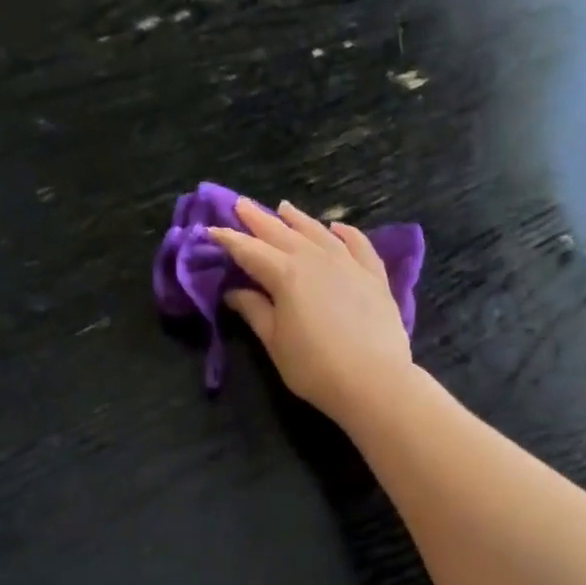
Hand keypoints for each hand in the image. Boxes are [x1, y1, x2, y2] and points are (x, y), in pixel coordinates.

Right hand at [209, 197, 414, 424]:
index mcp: (285, 275)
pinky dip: (346, 232)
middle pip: (282, 233)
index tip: (211, 230)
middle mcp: (315, 259)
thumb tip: (234, 292)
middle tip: (241, 204)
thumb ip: (255, 312)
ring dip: (298, 219)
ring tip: (284, 208)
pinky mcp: (374, 276)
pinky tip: (337, 227)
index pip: (250, 251)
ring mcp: (348, 263)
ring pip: (318, 232)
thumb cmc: (314, 368)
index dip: (229, 240)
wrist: (373, 380)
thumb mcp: (275, 343)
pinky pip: (358, 244)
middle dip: (258, 219)